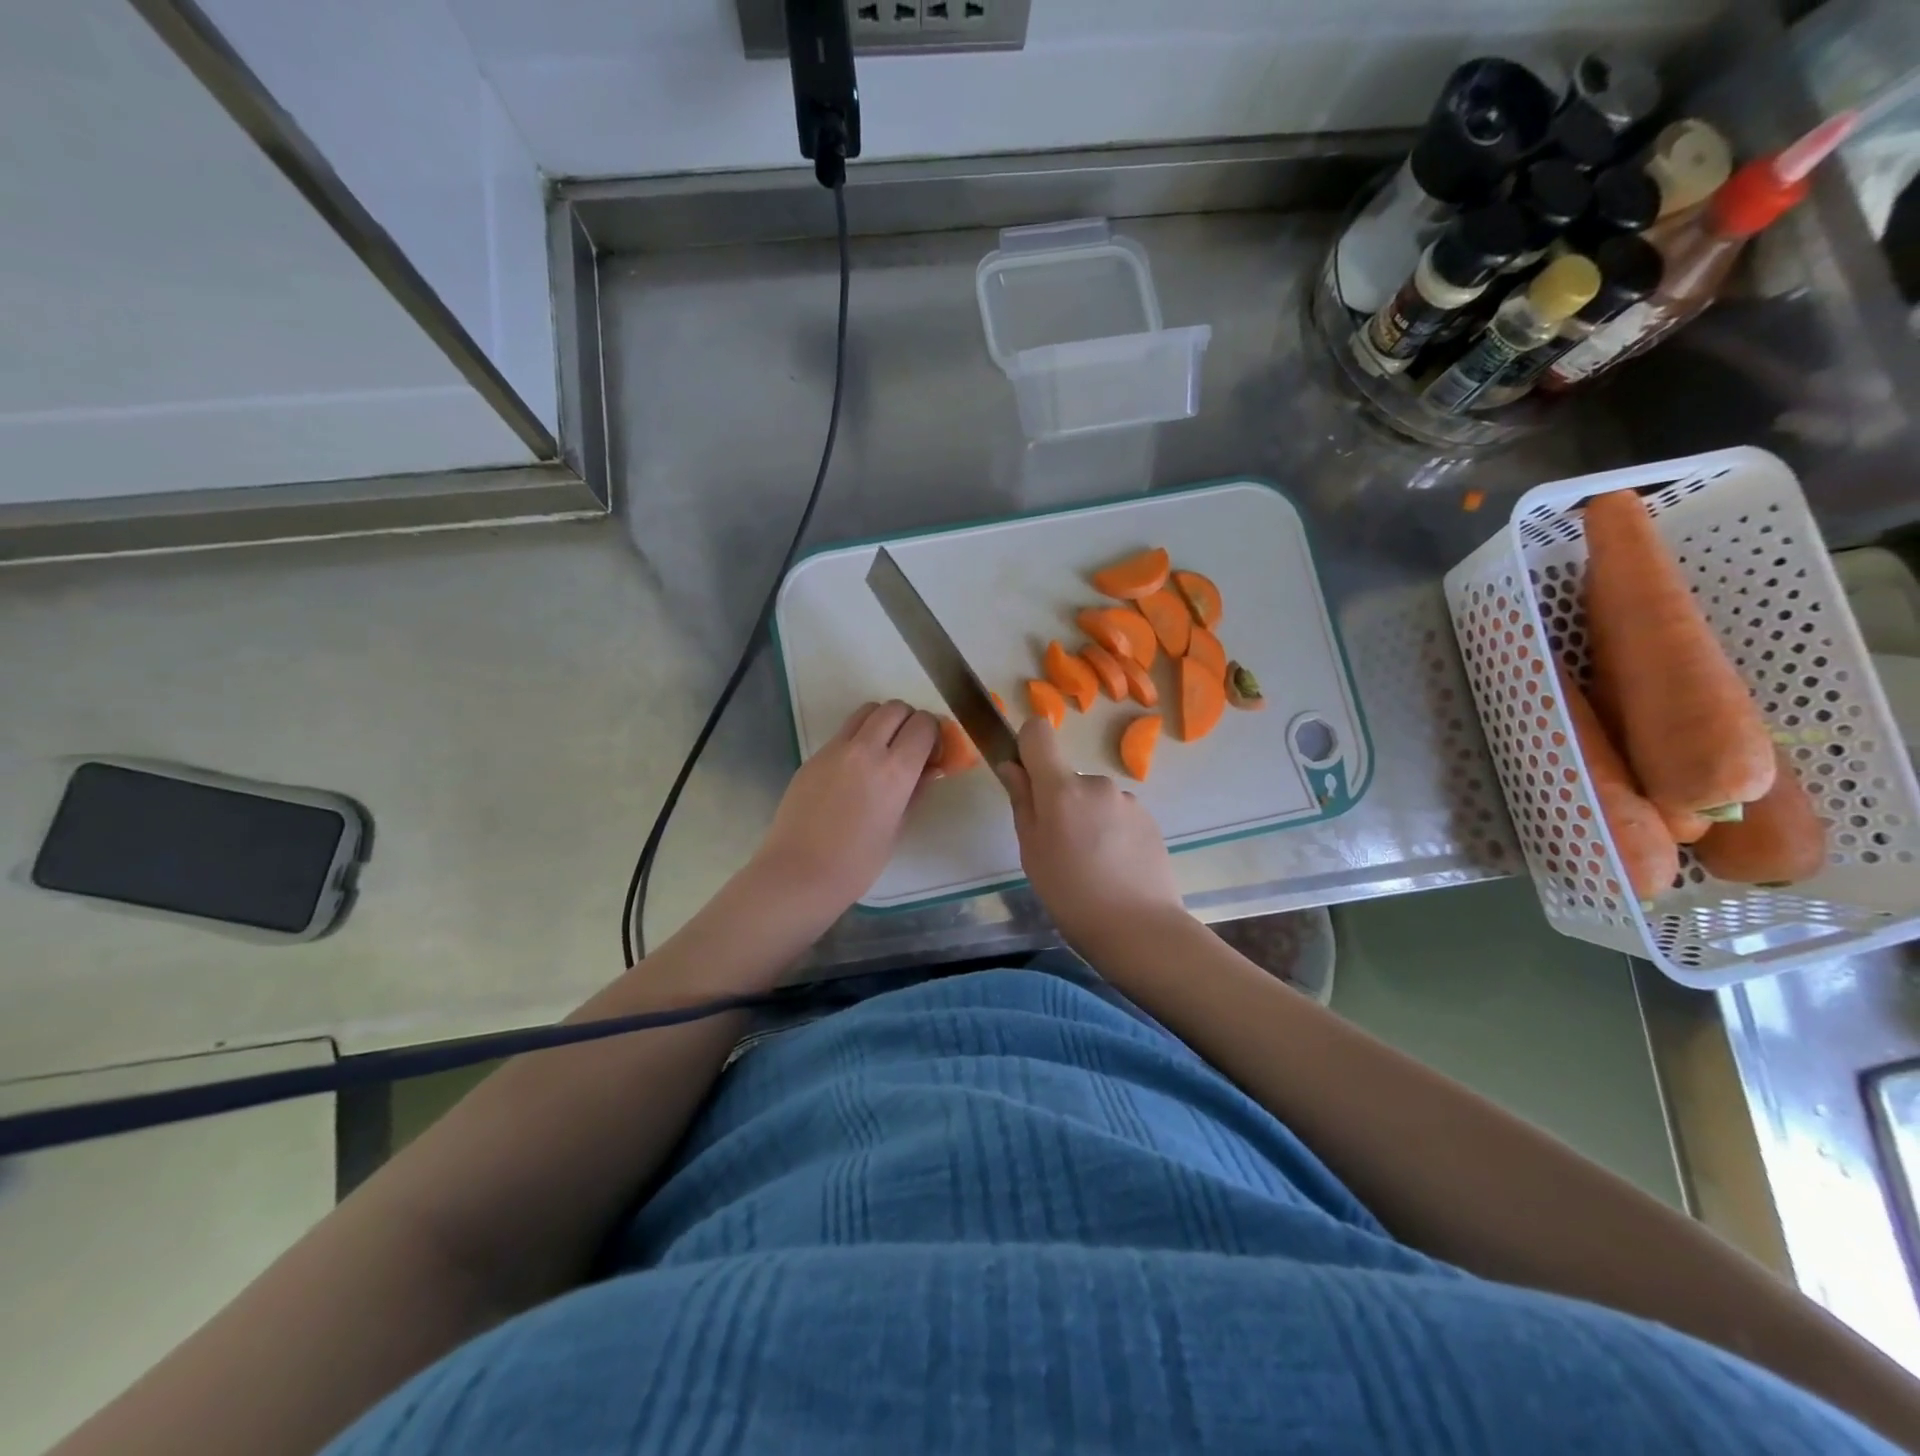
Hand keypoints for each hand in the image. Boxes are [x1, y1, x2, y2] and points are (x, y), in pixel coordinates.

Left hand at [751, 700, 940, 917]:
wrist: (798, 873)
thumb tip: (929, 769)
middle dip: (909, 720)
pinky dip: (858, 738)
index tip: (933, 752)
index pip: (923, 724)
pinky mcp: (814, 756)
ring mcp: (835, 749)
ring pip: (866, 711)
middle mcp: (865, 749)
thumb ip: (915, 792)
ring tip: (883, 751)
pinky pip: (843, 732)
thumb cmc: (856, 863)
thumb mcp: (897, 828)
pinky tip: (855, 770)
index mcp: (894, 771)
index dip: (933, 733)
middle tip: (910, 747)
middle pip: (894, 707)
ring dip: (882, 721)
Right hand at [996, 716, 1185, 953]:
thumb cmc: (1070, 894)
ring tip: (1091, 864)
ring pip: (1094, 798)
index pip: (1038, 732)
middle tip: (1059, 847)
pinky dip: (1111, 832)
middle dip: (1060, 800)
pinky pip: (1118, 814)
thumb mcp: (1031, 851)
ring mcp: (1127, 800)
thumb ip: (1022, 802)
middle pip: (1066, 776)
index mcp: (1061, 788)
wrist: (1139, 929)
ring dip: (1088, 818)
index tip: (1026, 777)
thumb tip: (1012, 767)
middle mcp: (1096, 783)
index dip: (1028, 746)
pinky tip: (1114, 867)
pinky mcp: (1150, 819)